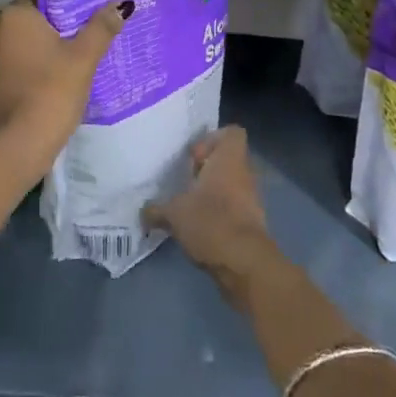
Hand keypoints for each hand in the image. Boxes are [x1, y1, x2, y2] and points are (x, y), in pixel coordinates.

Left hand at [0, 0, 127, 173]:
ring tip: (62, 69)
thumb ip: (101, 28)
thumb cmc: (50, 94)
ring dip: (33, 55)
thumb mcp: (83, 60)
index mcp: (13, 17)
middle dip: (48, 33)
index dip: (62, 7)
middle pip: (26, 25)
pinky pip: (5, 73)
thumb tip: (121, 4)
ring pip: (13, 49)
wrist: (13, 149)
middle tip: (78, 44)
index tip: (82, 19)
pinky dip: (21, 76)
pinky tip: (40, 90)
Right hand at [145, 126, 275, 288]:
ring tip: (188, 207)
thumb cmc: (210, 222)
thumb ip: (157, 209)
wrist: (244, 263)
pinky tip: (199, 227)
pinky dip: (219, 213)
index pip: (232, 133)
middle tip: (185, 182)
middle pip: (228, 160)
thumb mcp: (174, 213)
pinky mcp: (252, 223)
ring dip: (212, 193)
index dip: (212, 140)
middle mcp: (244, 174)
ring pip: (231, 185)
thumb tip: (144, 212)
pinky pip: (234, 208)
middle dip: (206, 169)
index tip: (193, 157)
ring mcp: (251, 199)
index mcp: (229, 160)